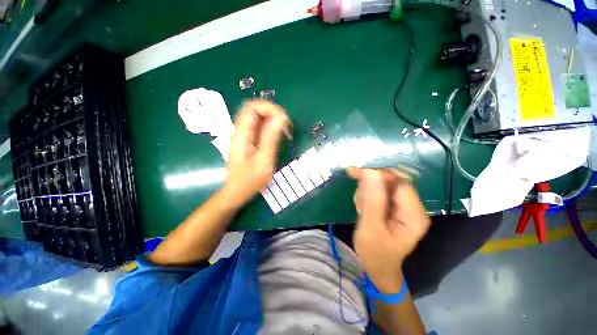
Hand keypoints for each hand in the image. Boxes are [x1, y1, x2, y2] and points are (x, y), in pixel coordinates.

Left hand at [222, 100, 290, 207]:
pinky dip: (272, 127)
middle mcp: (241, 131)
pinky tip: (280, 135)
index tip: (284, 120)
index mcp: (241, 134)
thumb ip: (271, 138)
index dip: (269, 108)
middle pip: (255, 109)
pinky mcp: (250, 140)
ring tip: (285, 131)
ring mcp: (245, 135)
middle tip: (286, 126)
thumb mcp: (263, 160)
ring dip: (273, 119)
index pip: (252, 107)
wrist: (237, 192)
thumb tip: (281, 118)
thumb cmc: (249, 180)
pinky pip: (261, 127)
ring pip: (259, 117)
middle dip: (273, 113)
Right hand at [348, 168, 429, 293]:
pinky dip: (366, 196)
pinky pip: (377, 191)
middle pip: (390, 181)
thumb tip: (370, 171)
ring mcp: (402, 206)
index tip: (355, 172)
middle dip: (369, 185)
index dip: (378, 173)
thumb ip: (372, 200)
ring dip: (366, 192)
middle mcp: (412, 206)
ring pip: (381, 185)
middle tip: (357, 199)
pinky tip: (363, 209)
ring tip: (361, 209)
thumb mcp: (371, 228)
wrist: (377, 268)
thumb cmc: (375, 254)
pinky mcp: (392, 206)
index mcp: (414, 214)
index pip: (399, 182)